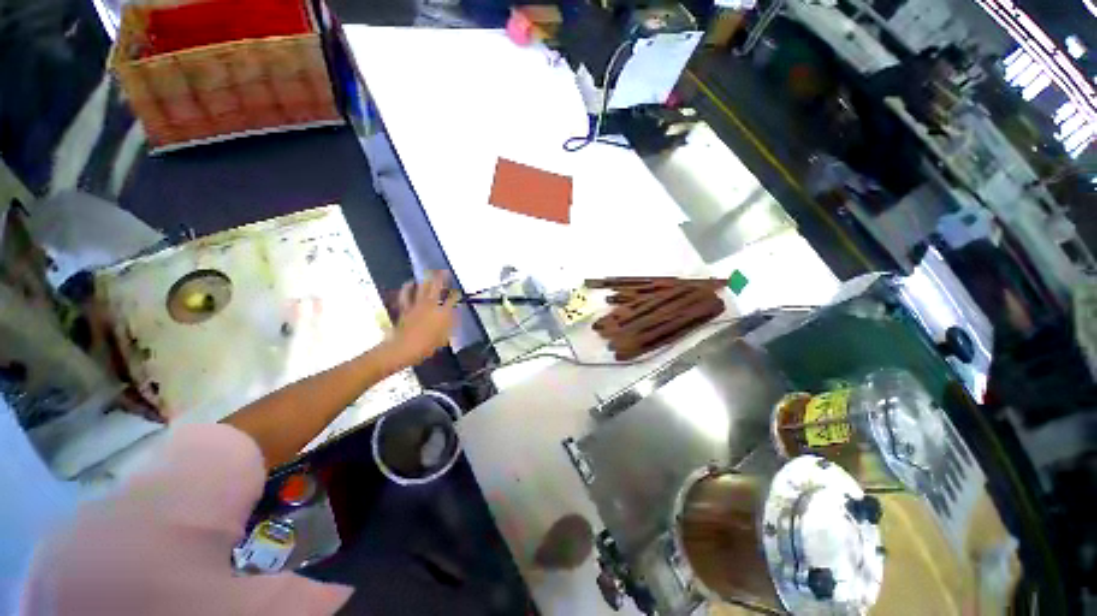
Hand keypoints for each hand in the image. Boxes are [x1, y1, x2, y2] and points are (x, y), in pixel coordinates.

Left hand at [390, 271, 458, 365]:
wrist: (405, 348)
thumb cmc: (427, 346)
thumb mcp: (444, 338)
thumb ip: (450, 325)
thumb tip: (454, 315)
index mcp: (443, 313)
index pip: (452, 300)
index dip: (456, 295)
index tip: (458, 292)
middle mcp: (431, 305)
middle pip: (437, 287)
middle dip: (442, 278)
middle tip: (444, 271)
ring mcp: (417, 305)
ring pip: (422, 288)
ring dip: (426, 279)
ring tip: (429, 272)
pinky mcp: (406, 307)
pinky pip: (406, 295)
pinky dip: (408, 288)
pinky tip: (410, 283)